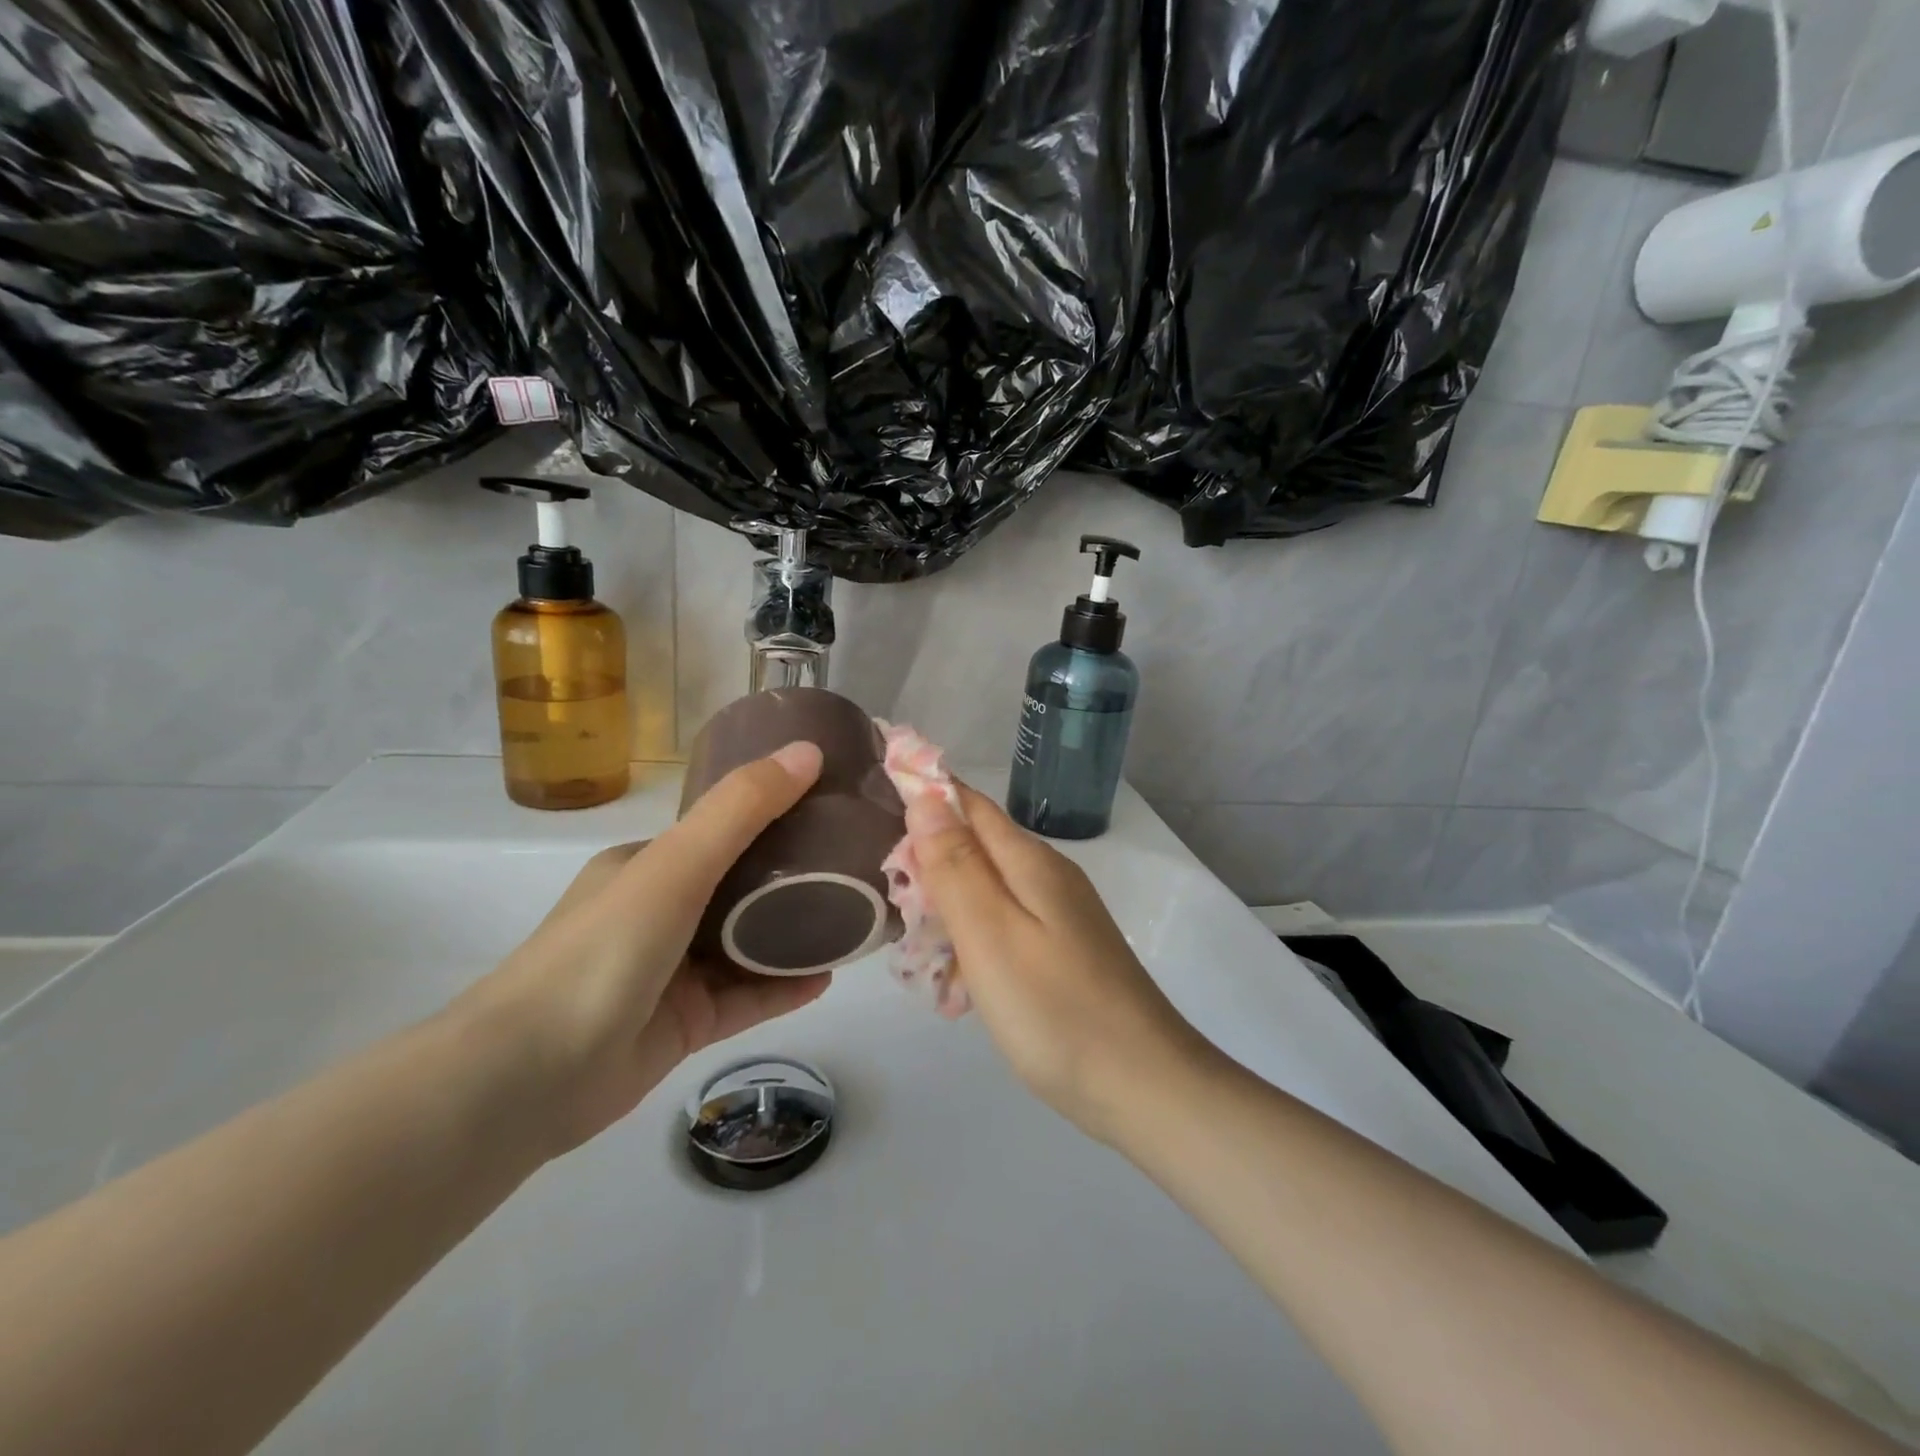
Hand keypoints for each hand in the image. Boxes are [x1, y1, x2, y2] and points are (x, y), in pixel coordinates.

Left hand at [454, 742, 832, 1157]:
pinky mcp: (682, 1025)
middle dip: (792, 878)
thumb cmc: (604, 950)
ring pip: (746, 946)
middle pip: (738, 888)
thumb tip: (810, 751)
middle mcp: (657, 912)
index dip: (772, 817)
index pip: (718, 831)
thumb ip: (742, 809)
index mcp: (645, 865)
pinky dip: (783, 987)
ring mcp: (670, 972)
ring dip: (793, 935)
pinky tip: (827, 978)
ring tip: (851, 921)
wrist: (529, 1077)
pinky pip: (745, 998)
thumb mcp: (676, 865)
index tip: (828, 810)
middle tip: (852, 866)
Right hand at [905, 783, 1212, 1140]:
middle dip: (928, 864)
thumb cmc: (1055, 1008)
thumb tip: (926, 796)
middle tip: (894, 905)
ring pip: (986, 890)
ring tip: (917, 952)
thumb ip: (955, 865)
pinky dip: (972, 944)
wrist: (1142, 1085)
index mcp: (1029, 861)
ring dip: (947, 910)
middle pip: (975, 846)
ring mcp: (1059, 916)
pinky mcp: (1062, 951)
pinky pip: (1004, 928)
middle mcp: (1047, 876)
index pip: (968, 803)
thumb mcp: (990, 933)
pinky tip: (957, 986)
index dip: (925, 795)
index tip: (878, 805)